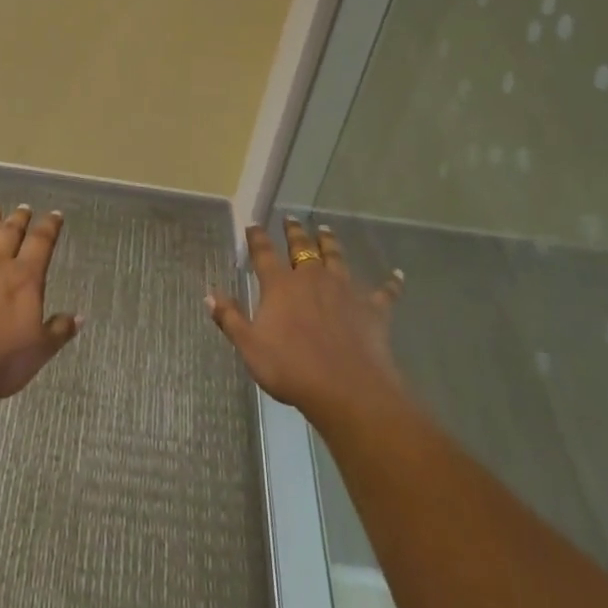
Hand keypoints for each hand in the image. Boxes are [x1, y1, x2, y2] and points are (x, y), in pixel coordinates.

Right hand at [207, 219, 405, 426]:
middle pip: (302, 247)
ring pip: (337, 257)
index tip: (253, 224)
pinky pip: (384, 292)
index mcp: (280, 286)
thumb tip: (210, 293)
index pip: (264, 253)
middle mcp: (312, 278)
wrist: (346, 389)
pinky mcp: (372, 309)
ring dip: (331, 243)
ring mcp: (344, 290)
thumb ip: (230, 318)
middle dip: (295, 231)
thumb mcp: (250, 347)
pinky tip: (398, 275)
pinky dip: (391, 283)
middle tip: (291, 218)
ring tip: (326, 229)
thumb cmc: (291, 369)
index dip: (257, 237)